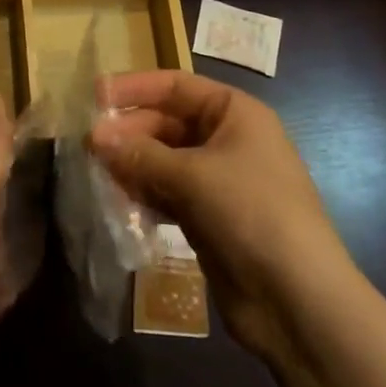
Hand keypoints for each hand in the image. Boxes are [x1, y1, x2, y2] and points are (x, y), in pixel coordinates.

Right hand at [91, 70, 350, 364]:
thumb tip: (93, 136)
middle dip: (129, 133)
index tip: (94, 96)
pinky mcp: (209, 218)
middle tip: (88, 147)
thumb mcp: (193, 176)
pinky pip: (168, 194)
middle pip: (167, 124)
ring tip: (96, 174)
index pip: (176, 86)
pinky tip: (118, 203)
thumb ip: (140, 154)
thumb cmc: (251, 213)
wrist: (297, 300)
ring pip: (164, 161)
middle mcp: (228, 140)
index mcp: (235, 113)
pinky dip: (144, 195)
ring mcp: (219, 181)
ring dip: (132, 165)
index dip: (135, 88)